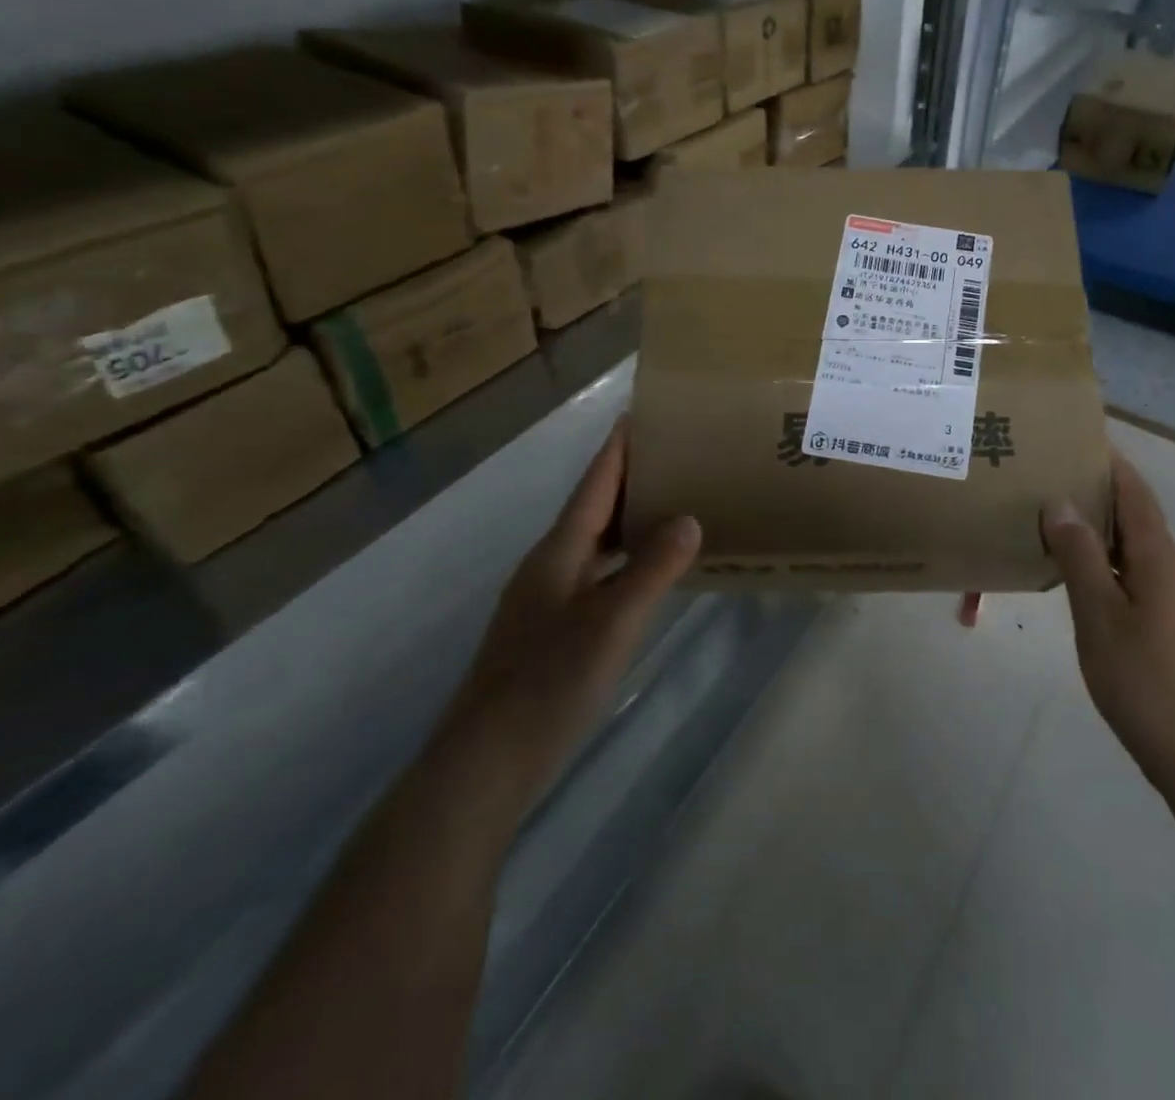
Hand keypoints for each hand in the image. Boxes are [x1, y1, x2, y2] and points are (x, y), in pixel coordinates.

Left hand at [441, 421, 700, 800]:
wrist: (486, 763)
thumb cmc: (549, 682)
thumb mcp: (612, 621)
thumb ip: (653, 568)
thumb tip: (688, 519)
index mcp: (559, 551)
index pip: (595, 484)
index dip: (618, 448)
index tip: (641, 412)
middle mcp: (550, 566)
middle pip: (594, 508)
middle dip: (631, 478)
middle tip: (677, 455)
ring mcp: (548, 600)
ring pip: (596, 543)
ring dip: (630, 520)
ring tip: (674, 503)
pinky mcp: (553, 631)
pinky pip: (598, 575)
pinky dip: (627, 561)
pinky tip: (650, 573)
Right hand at [1042, 450, 1174, 790]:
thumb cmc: (1144, 681)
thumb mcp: (1100, 616)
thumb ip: (1080, 557)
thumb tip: (1061, 502)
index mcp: (1160, 560)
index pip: (1136, 494)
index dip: (1112, 463)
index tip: (1080, 439)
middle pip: (1138, 517)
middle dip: (1101, 492)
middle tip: (1054, 477)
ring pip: (1137, 549)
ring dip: (1103, 529)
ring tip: (1058, 519)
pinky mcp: (1174, 627)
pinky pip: (1137, 575)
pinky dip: (1108, 560)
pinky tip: (1080, 575)